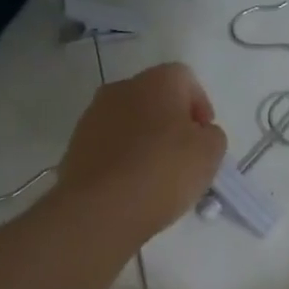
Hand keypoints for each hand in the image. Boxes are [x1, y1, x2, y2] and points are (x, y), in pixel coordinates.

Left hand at [52, 62, 226, 245]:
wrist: (100, 209)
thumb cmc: (163, 172)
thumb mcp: (210, 153)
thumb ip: (212, 135)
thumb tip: (198, 134)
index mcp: (157, 81)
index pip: (186, 79)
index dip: (200, 106)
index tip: (204, 137)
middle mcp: (121, 88)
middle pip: (155, 98)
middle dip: (172, 122)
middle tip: (184, 155)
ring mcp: (93, 115)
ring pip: (130, 120)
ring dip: (146, 139)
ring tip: (157, 174)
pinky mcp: (76, 144)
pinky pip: (110, 143)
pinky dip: (124, 156)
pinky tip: (132, 184)